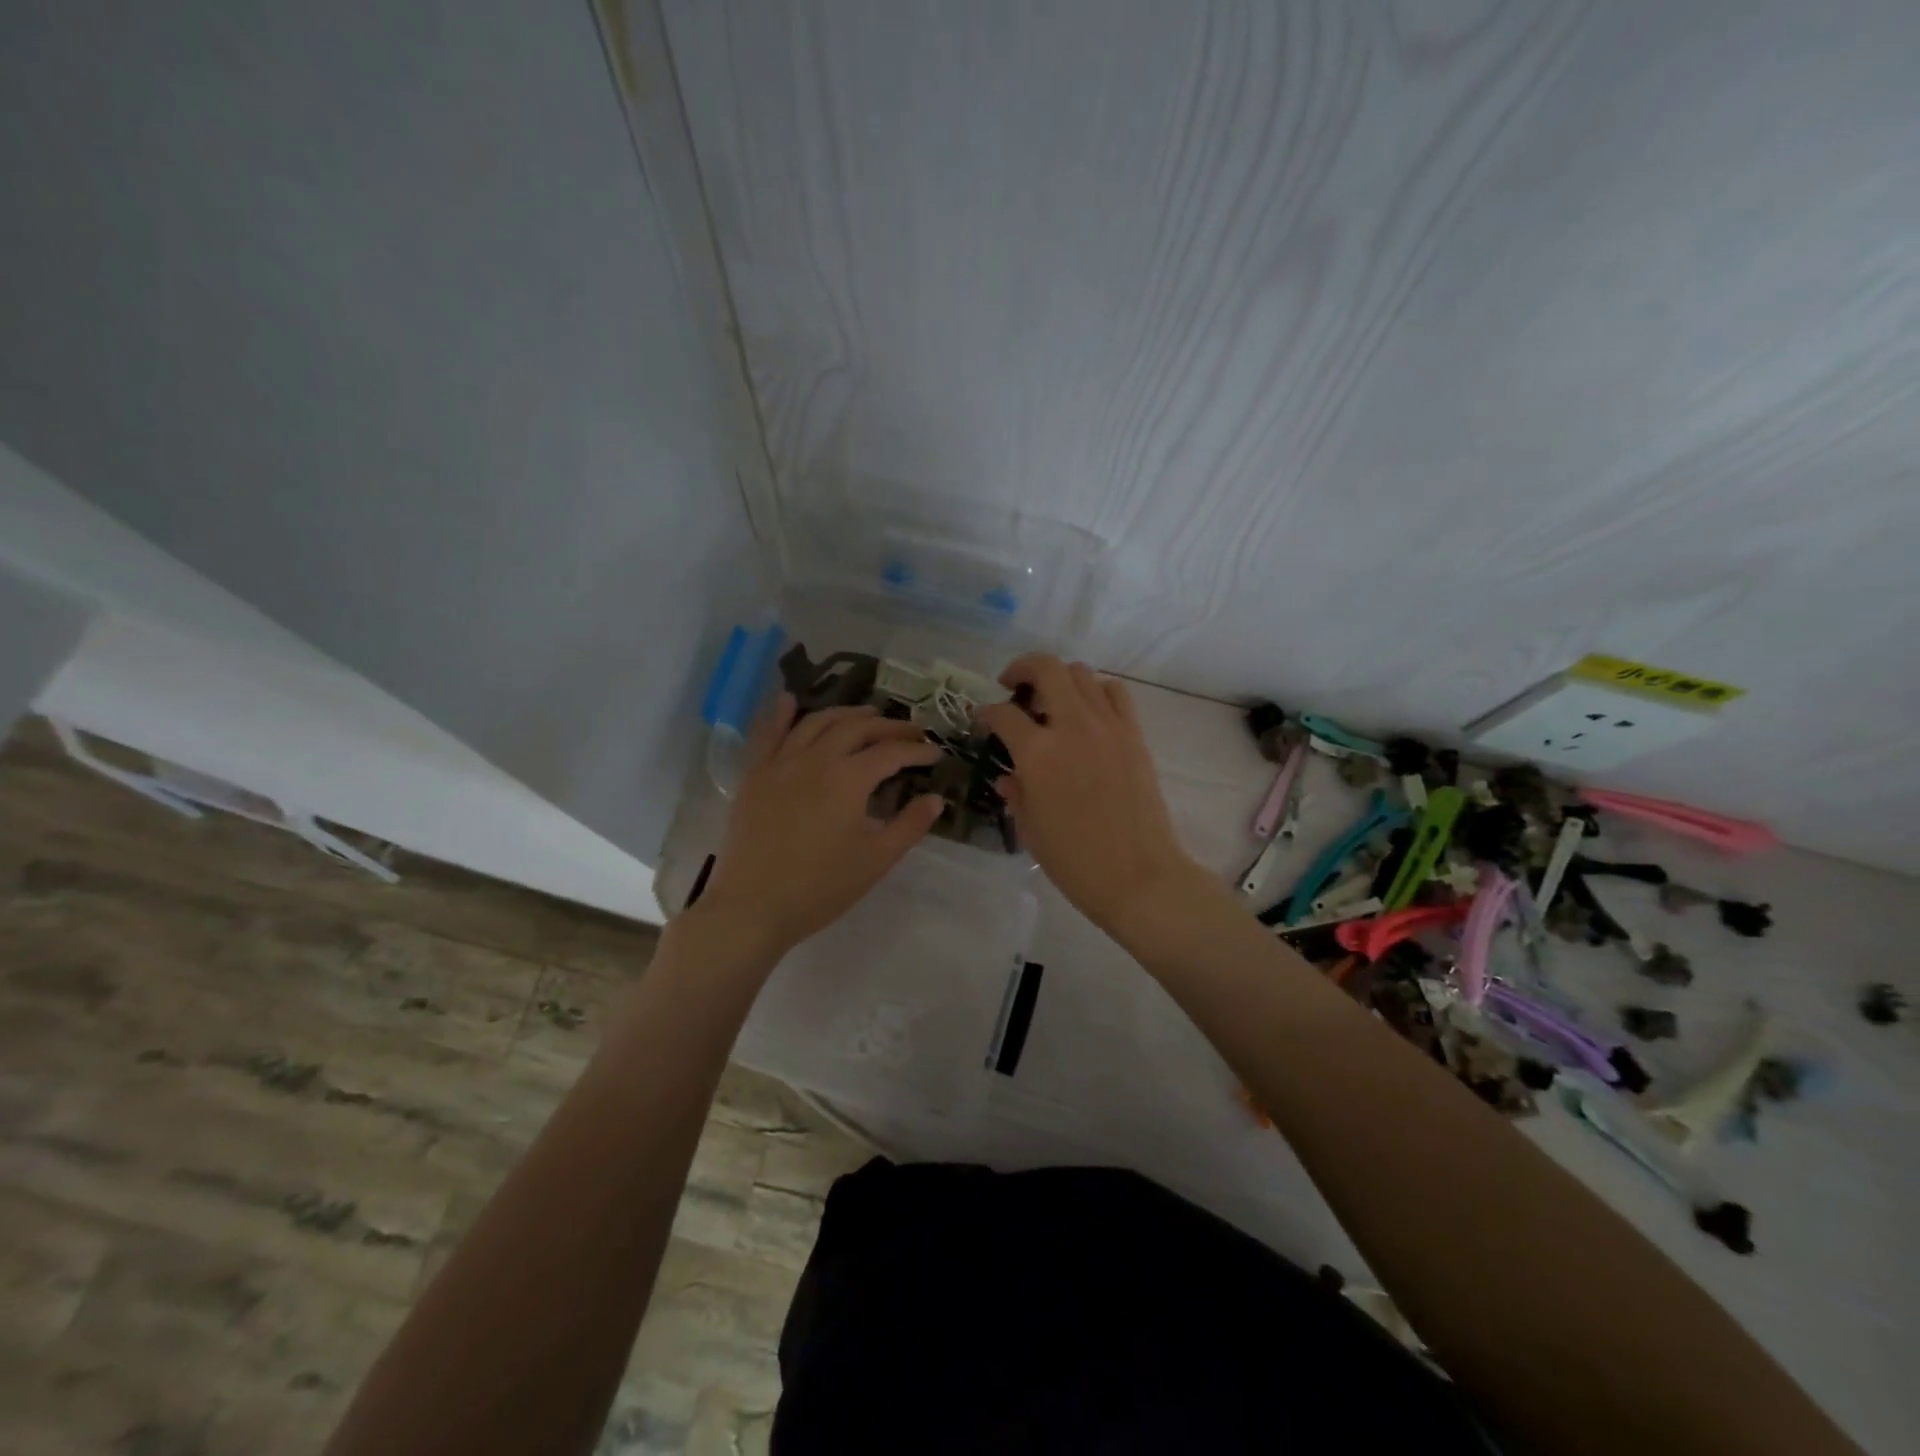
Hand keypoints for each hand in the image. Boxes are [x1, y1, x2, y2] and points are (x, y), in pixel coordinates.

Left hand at [695, 695, 945, 959]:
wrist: (752, 907)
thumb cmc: (820, 888)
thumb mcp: (875, 860)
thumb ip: (909, 825)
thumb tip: (936, 799)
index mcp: (848, 779)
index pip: (891, 752)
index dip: (918, 750)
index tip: (936, 753)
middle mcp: (816, 759)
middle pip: (857, 728)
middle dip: (888, 725)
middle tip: (911, 730)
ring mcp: (781, 763)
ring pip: (817, 722)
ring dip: (846, 713)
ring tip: (867, 715)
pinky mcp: (755, 775)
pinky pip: (769, 734)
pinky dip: (782, 714)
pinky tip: (791, 700)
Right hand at [976, 656, 1199, 933]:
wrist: (1139, 877)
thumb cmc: (1075, 861)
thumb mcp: (1030, 829)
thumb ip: (1016, 792)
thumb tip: (1008, 775)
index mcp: (1038, 754)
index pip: (1003, 714)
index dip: (985, 713)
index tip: (982, 720)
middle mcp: (1072, 727)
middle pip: (1046, 669)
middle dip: (1021, 669)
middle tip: (1012, 685)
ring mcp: (1108, 726)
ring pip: (1081, 673)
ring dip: (1059, 679)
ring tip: (1051, 701)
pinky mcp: (1134, 734)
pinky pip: (1114, 693)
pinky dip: (1096, 691)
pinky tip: (1087, 712)